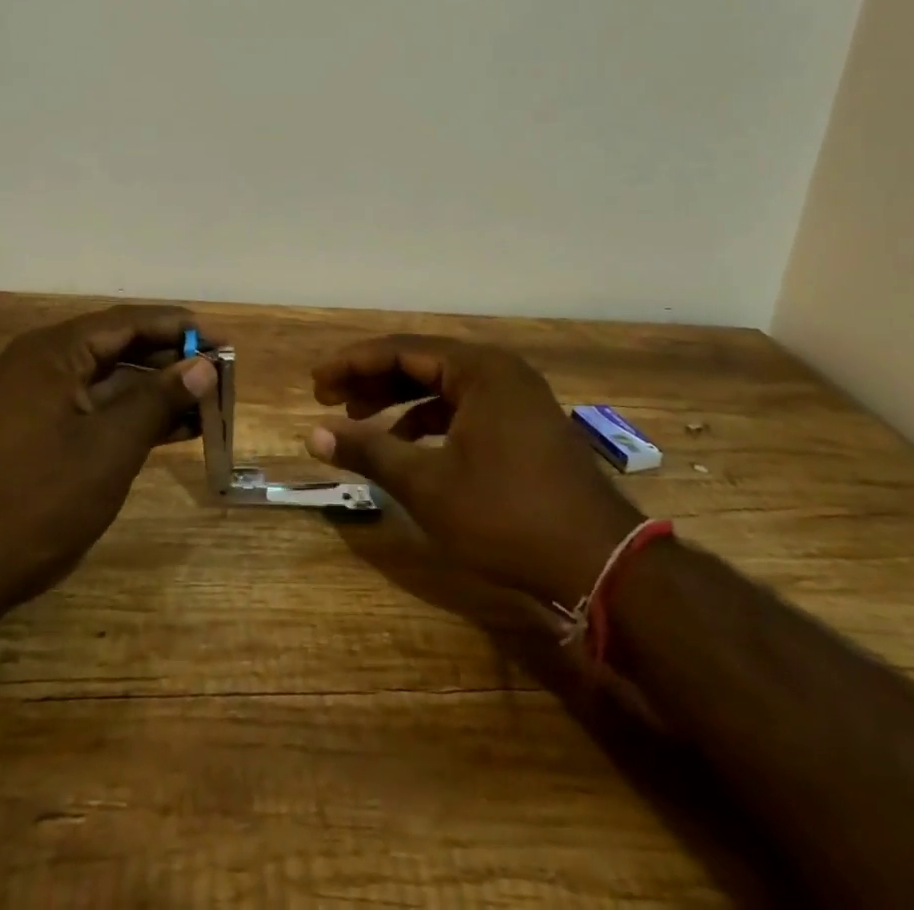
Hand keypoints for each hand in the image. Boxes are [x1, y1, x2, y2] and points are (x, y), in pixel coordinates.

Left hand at [0, 305, 214, 608]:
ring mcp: (34, 400)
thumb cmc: (36, 501)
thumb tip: (204, 366)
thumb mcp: (109, 448)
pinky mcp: (33, 432)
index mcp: (53, 352)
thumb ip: (158, 400)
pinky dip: (128, 418)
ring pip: (108, 383)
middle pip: (119, 349)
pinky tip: (170, 432)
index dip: (181, 329)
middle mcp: (41, 364)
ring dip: (155, 394)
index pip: (129, 323)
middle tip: (221, 377)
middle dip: (171, 363)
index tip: (224, 343)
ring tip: (207, 407)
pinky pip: (91, 410)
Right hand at [307, 335, 642, 603]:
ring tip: (359, 421)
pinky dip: (429, 420)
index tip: (315, 384)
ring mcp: (517, 397)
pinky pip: (464, 407)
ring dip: (398, 402)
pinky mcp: (525, 425)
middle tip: (329, 400)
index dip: (351, 365)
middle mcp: (499, 371)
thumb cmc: (506, 515)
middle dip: (372, 381)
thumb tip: (313, 434)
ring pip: (442, 386)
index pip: (399, 350)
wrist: (600, 562)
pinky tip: (406, 444)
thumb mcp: (427, 484)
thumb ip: (368, 450)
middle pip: (420, 363)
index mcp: (478, 369)